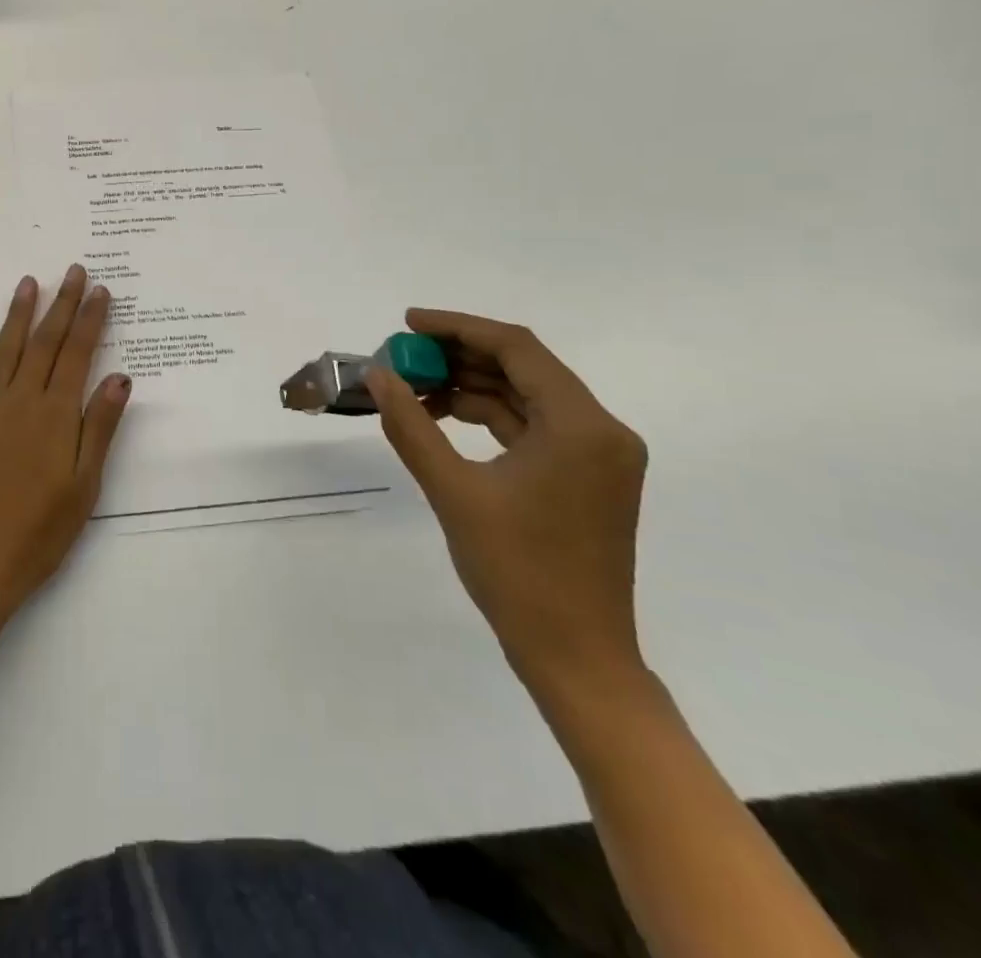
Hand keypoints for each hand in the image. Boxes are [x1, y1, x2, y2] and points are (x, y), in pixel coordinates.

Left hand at [0, 267, 131, 626]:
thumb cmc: (41, 532)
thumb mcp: (85, 486)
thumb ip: (100, 428)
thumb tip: (120, 377)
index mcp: (56, 416)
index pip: (78, 354)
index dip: (91, 319)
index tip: (100, 290)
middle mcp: (21, 401)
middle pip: (46, 342)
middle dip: (62, 304)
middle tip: (74, 271)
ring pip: (6, 349)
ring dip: (19, 313)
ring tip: (29, 282)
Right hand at [367, 310, 648, 697]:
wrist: (575, 657)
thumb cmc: (516, 572)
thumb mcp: (453, 491)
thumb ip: (411, 426)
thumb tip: (379, 376)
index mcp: (581, 425)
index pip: (516, 348)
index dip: (458, 327)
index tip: (407, 323)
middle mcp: (601, 429)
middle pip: (524, 367)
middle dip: (459, 356)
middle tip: (403, 357)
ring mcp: (598, 455)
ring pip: (526, 396)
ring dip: (471, 386)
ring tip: (414, 387)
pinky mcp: (588, 477)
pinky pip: (533, 427)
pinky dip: (489, 416)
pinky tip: (444, 416)